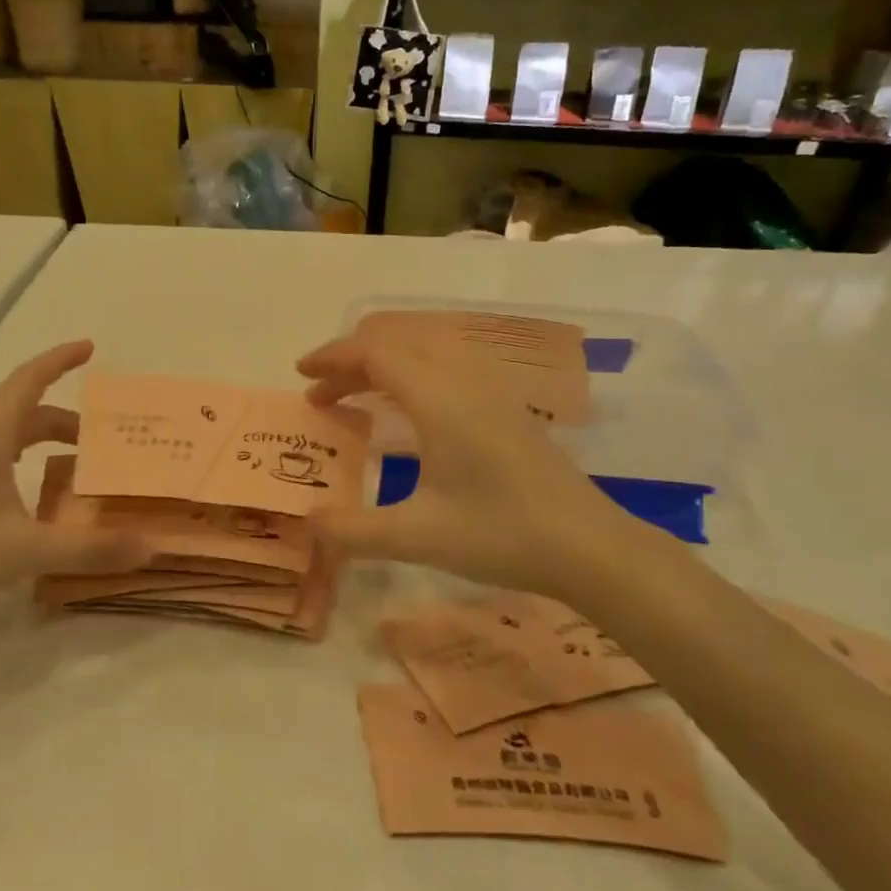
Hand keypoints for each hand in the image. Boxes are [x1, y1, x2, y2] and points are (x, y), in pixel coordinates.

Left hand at [0, 341, 148, 626]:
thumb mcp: (26, 551)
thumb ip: (89, 549)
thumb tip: (149, 548)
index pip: (30, 379)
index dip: (61, 359)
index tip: (90, 346)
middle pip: (22, 411)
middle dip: (64, 420)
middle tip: (100, 439)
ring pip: (2, 434)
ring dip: (38, 440)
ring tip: (70, 466)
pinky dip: (16, 459)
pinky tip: (23, 496)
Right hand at [297, 336, 665, 596]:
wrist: (589, 546)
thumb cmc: (501, 535)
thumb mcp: (418, 537)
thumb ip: (354, 530)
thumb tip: (308, 523)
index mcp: (439, 399)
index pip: (375, 354)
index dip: (333, 358)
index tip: (301, 376)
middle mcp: (464, 381)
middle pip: (398, 345)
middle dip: (352, 362)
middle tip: (320, 394)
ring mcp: (491, 391)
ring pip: (425, 353)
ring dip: (383, 366)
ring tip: (355, 400)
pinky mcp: (507, 408)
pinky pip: (447, 368)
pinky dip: (412, 376)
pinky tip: (408, 413)